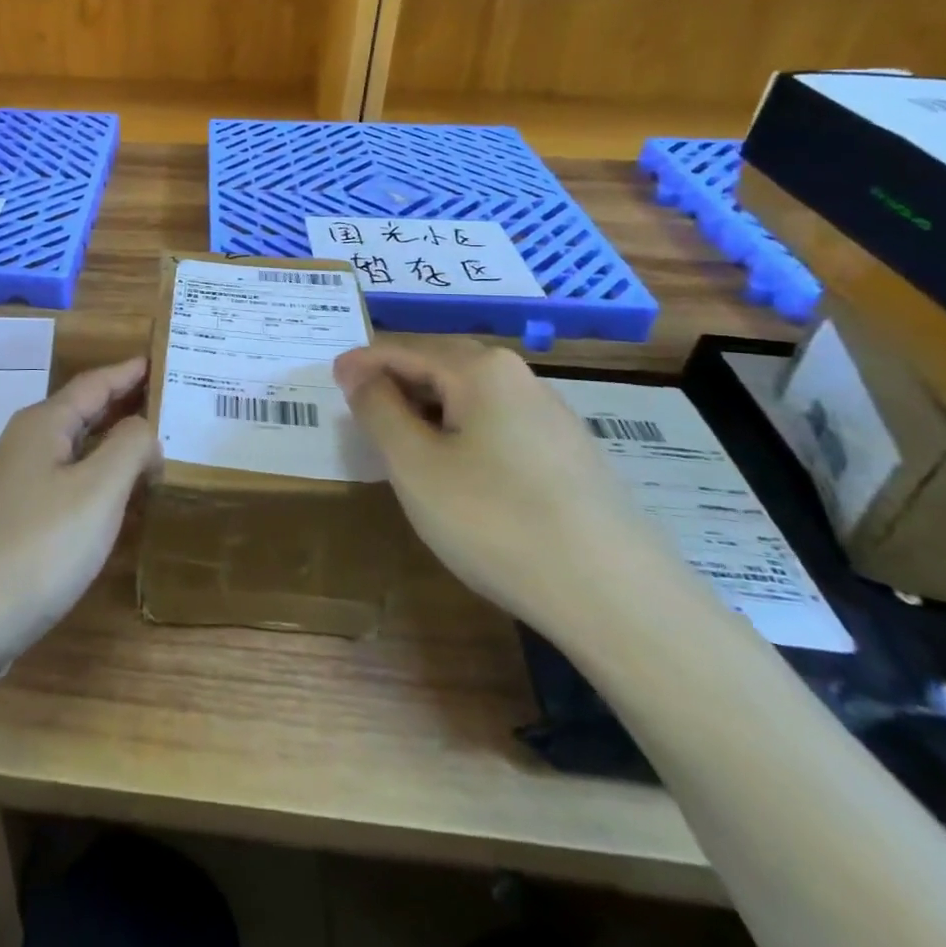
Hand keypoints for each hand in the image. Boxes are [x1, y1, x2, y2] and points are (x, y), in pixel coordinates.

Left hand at [0, 357, 159, 655]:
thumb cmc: (35, 548)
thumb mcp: (97, 491)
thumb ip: (130, 447)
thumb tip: (145, 430)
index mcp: (44, 424)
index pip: (96, 383)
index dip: (131, 371)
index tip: (164, 360)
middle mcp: (26, 445)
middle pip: (83, 413)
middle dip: (125, 405)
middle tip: (173, 403)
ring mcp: (16, 486)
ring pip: (75, 451)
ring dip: (113, 445)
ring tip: (156, 448)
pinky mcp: (14, 524)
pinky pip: (67, 486)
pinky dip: (98, 482)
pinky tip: (118, 503)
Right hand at [333, 341, 685, 631]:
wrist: (616, 598)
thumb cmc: (495, 520)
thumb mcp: (414, 465)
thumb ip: (377, 409)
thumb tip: (358, 373)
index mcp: (479, 367)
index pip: (401, 348)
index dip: (359, 364)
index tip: (329, 383)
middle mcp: (518, 376)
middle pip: (438, 363)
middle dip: (394, 383)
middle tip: (359, 412)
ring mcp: (550, 414)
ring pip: (469, 396)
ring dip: (427, 409)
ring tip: (401, 444)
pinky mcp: (569, 453)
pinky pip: (496, 423)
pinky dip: (460, 432)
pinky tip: (457, 471)